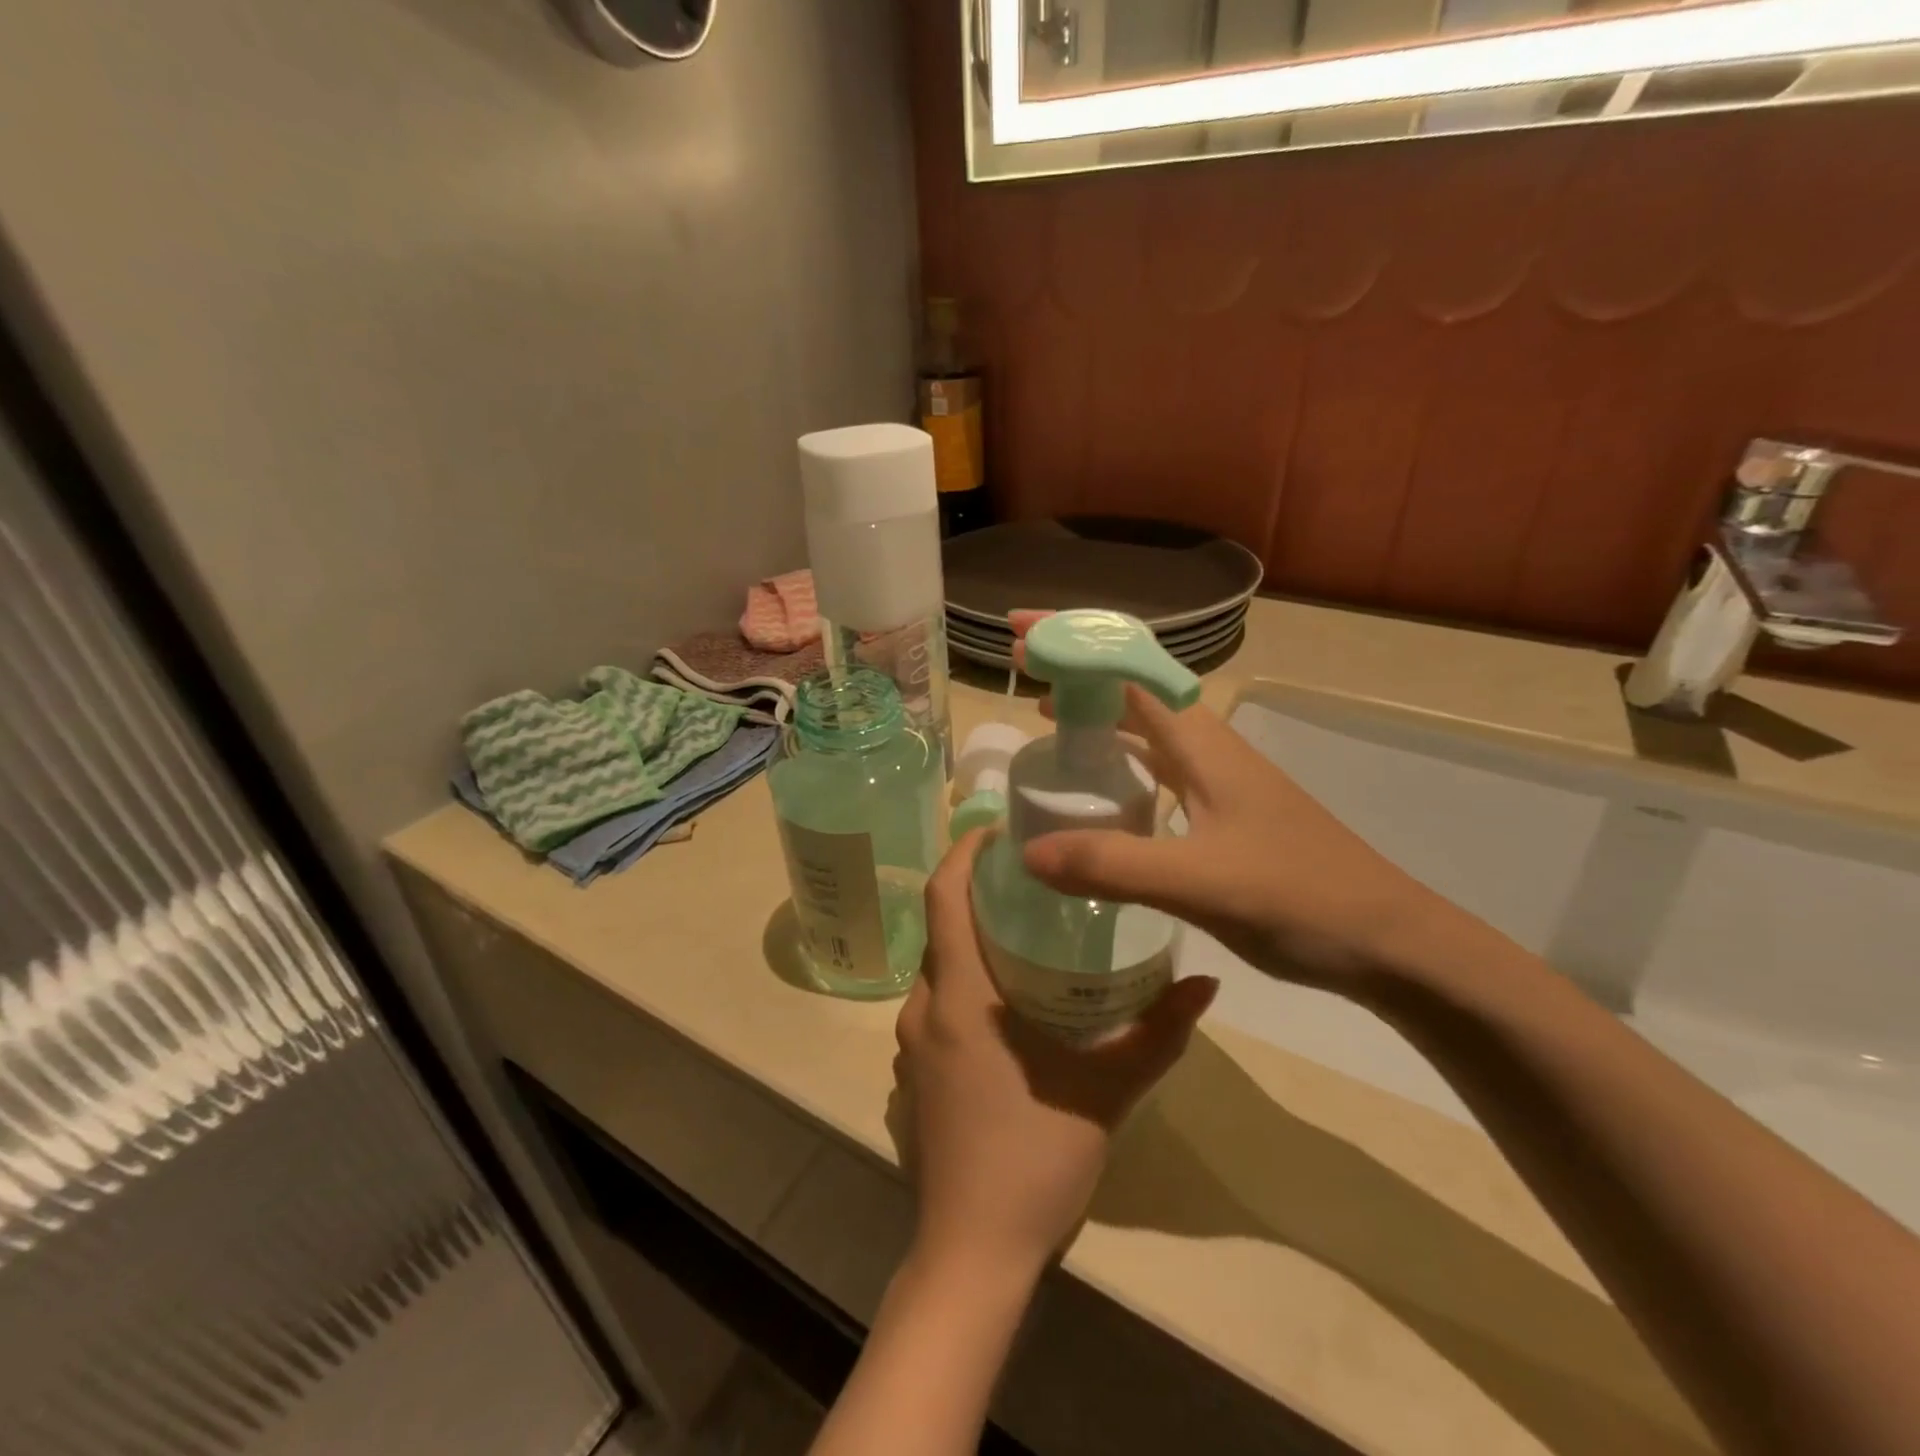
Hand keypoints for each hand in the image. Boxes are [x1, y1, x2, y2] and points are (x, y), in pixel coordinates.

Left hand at [894, 830, 1217, 1278]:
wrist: (973, 1250)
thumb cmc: (1035, 1158)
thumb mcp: (1108, 1091)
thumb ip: (1157, 1033)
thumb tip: (1207, 983)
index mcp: (960, 996)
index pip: (944, 896)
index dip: (964, 852)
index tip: (998, 829)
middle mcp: (924, 1008)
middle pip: (940, 927)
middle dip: (977, 894)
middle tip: (1031, 879)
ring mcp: (911, 1044)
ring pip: (936, 968)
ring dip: (970, 942)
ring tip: (1023, 933)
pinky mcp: (913, 1074)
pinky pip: (934, 1006)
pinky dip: (962, 983)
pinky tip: (1004, 1002)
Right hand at [1010, 611, 1455, 992]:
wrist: (1388, 941)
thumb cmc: (1300, 898)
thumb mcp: (1199, 882)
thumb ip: (1113, 865)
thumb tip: (1026, 850)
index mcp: (1202, 741)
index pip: (1128, 668)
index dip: (1074, 642)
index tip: (1020, 633)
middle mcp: (1208, 746)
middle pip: (1133, 686)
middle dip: (1076, 669)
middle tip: (1019, 668)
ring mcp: (1218, 779)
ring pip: (1145, 727)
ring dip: (1096, 713)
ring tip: (1044, 719)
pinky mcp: (1222, 811)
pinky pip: (1156, 767)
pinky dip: (1117, 761)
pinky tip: (1098, 790)